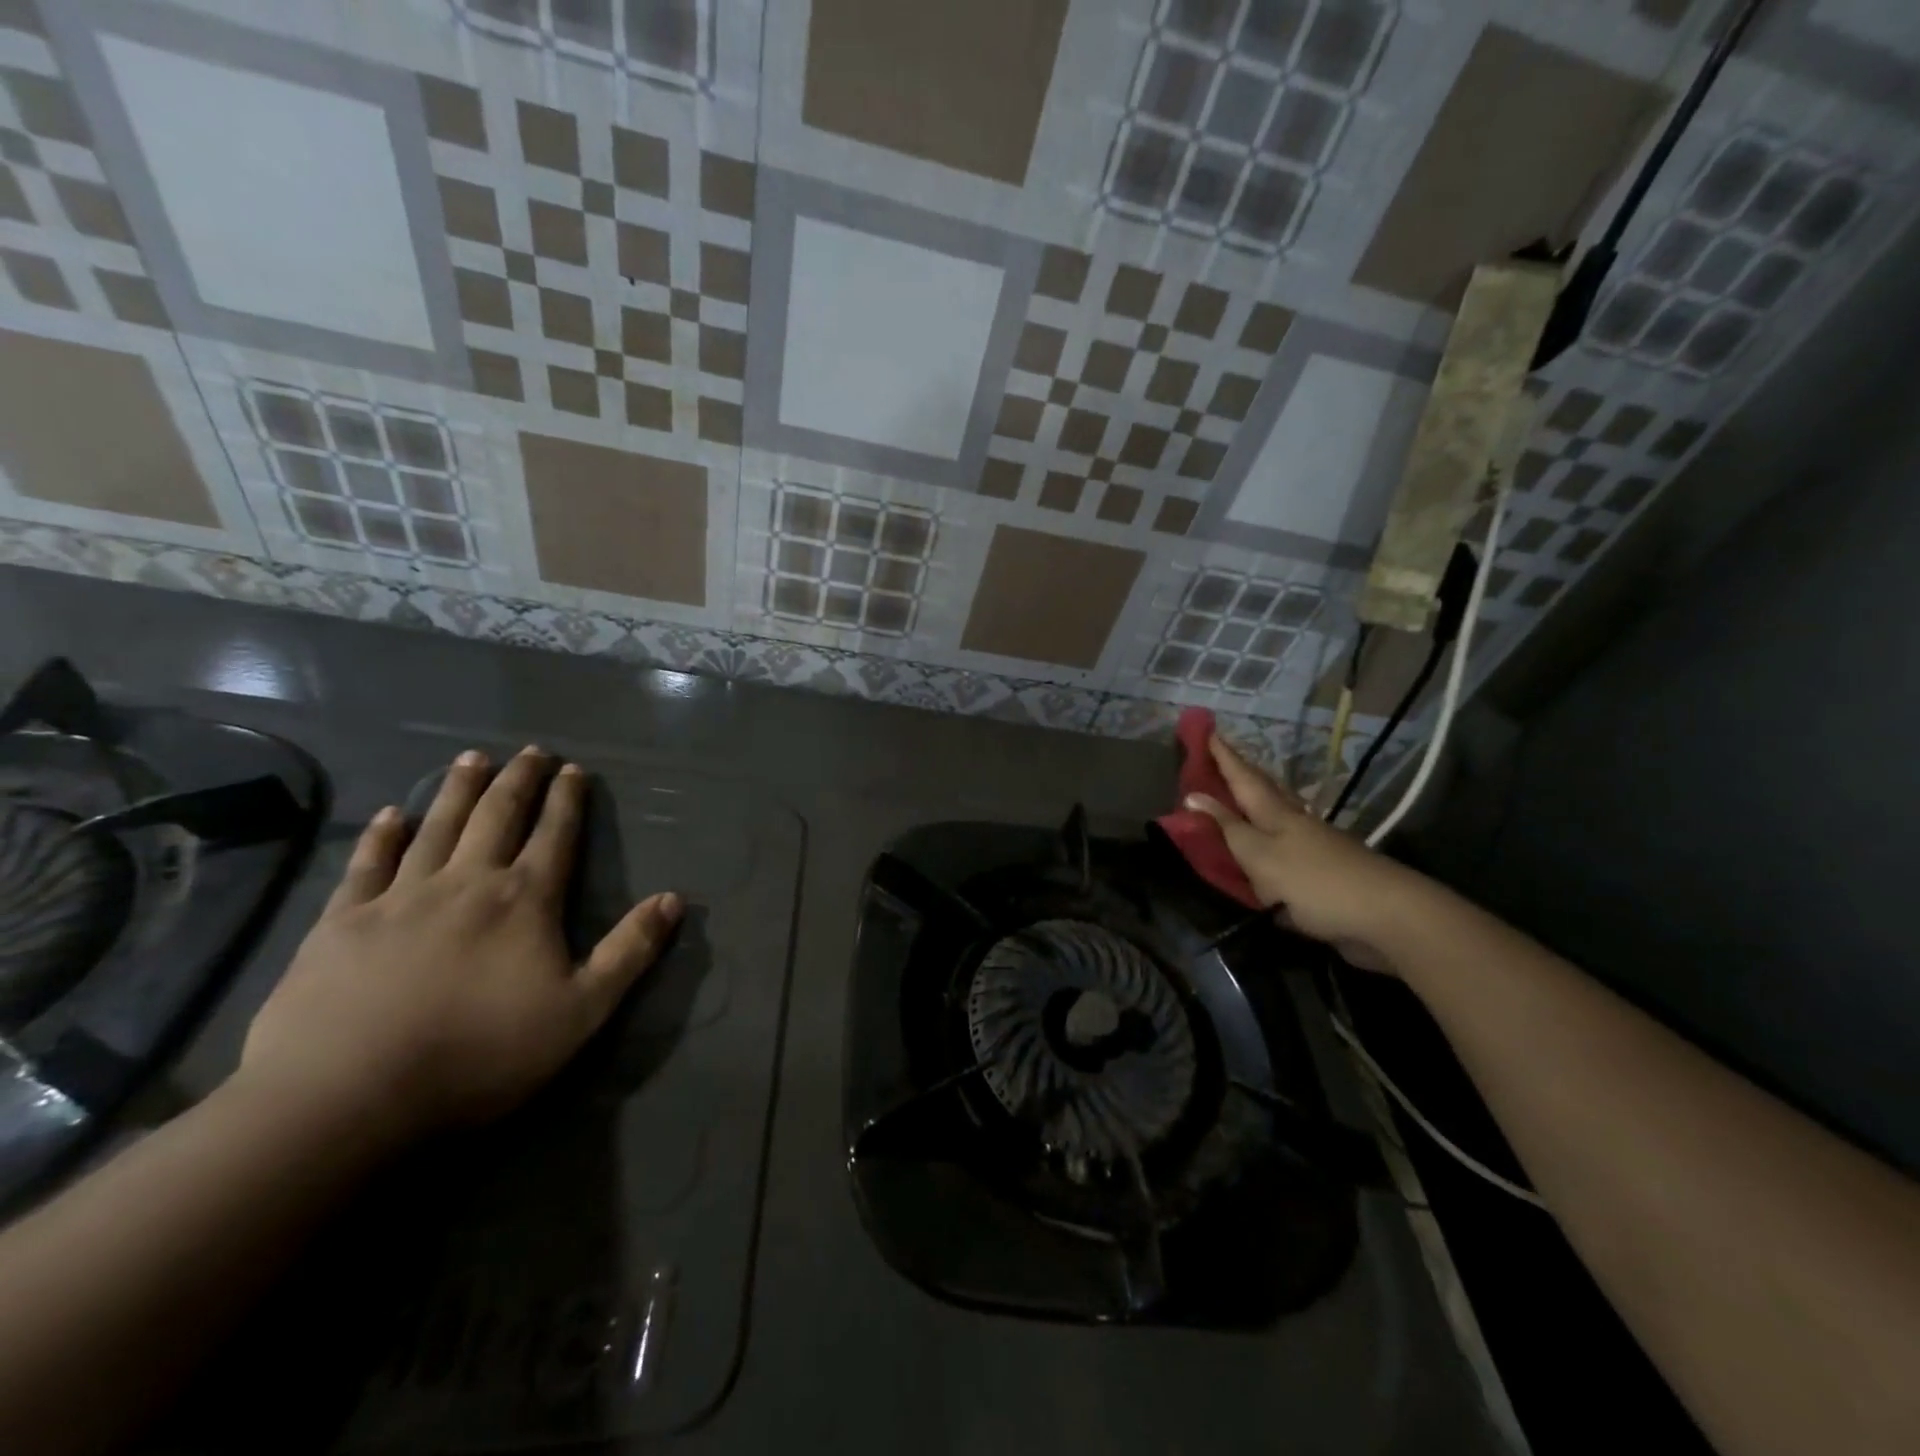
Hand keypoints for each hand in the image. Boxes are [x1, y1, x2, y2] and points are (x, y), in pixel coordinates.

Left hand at [236, 747, 680, 1146]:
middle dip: (519, 780)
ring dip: (459, 790)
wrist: (349, 1095)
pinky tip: (393, 814)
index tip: (573, 769)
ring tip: (472, 758)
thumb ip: (630, 951)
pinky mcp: (343, 922)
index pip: (555, 835)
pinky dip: (383, 835)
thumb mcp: (582, 1010)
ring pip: (438, 827)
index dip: (567, 800)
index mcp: (525, 900)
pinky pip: (368, 864)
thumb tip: (674, 899)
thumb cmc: (482, 1052)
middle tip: (530, 750)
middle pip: (497, 816)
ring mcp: (401, 897)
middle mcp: (467, 882)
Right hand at [1185, 735, 1433, 973]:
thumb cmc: (1314, 882)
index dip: (1223, 757)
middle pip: (1263, 789)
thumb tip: (1193, 795)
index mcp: (1275, 813)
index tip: (1207, 731)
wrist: (1387, 914)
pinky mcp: (1325, 868)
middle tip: (1219, 759)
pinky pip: (1286, 841)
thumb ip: (1228, 828)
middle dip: (1240, 773)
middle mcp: (1294, 821)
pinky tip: (1267, 843)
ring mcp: (1314, 843)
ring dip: (1255, 801)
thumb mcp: (1259, 855)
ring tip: (1237, 795)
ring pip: (1277, 812)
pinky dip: (1269, 833)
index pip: (1242, 777)